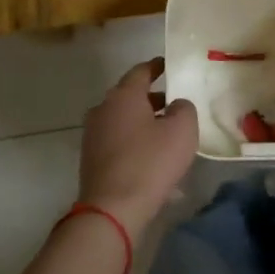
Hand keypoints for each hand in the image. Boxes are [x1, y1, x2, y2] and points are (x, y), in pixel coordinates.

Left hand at [78, 58, 197, 229]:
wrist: (112, 208)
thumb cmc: (150, 162)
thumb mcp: (182, 130)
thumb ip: (184, 108)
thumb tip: (176, 105)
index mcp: (123, 96)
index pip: (140, 71)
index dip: (156, 66)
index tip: (168, 65)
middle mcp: (103, 109)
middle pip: (129, 96)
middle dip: (152, 98)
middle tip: (173, 102)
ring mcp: (93, 134)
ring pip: (122, 119)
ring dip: (143, 121)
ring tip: (166, 133)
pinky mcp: (91, 158)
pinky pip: (117, 140)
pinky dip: (133, 140)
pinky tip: (151, 156)